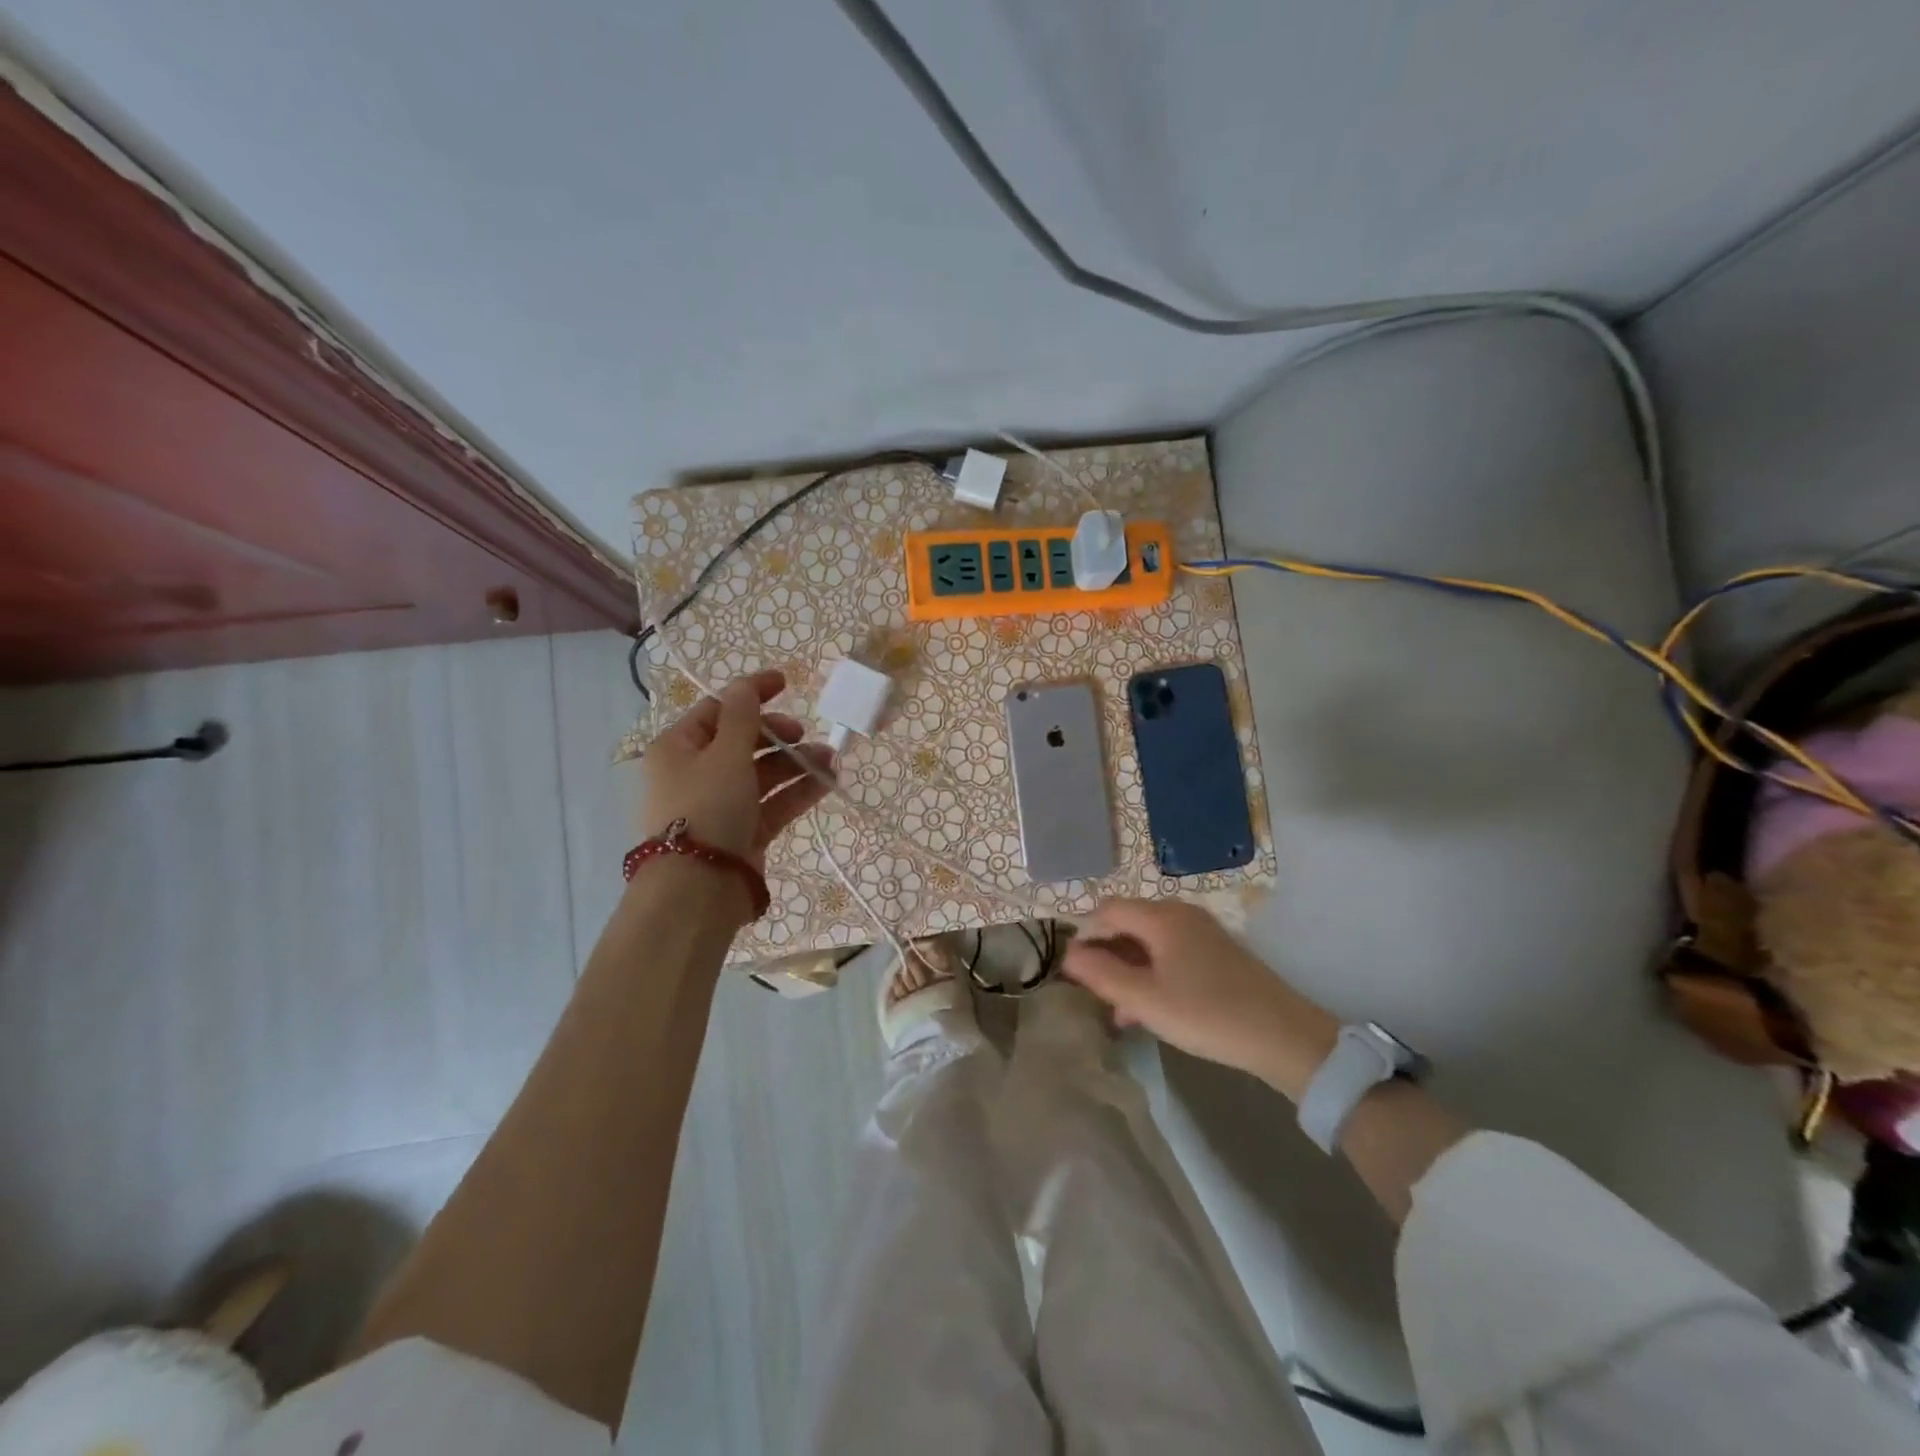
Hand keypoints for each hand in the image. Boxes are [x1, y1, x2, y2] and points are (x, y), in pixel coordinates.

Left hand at [640, 669, 835, 873]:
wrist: (699, 887)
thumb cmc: (707, 806)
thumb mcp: (726, 753)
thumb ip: (743, 716)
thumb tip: (744, 684)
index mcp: (679, 747)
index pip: (717, 709)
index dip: (751, 693)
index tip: (786, 683)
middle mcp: (696, 772)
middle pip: (743, 742)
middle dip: (779, 735)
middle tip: (803, 734)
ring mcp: (721, 804)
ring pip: (763, 774)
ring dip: (797, 763)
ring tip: (831, 760)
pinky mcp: (743, 832)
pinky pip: (773, 803)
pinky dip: (798, 791)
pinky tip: (828, 782)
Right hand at [1064, 899, 1338, 1100]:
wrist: (1285, 1037)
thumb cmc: (1207, 1014)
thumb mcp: (1145, 1000)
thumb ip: (1102, 975)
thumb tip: (1068, 954)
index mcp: (1161, 916)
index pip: (1107, 910)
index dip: (1085, 936)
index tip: (1073, 972)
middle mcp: (1180, 914)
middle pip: (1128, 923)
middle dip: (1106, 955)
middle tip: (1094, 993)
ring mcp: (1202, 932)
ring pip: (1149, 943)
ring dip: (1128, 969)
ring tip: (1118, 1010)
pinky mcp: (1217, 953)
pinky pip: (1170, 954)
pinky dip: (1152, 974)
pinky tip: (1149, 1009)